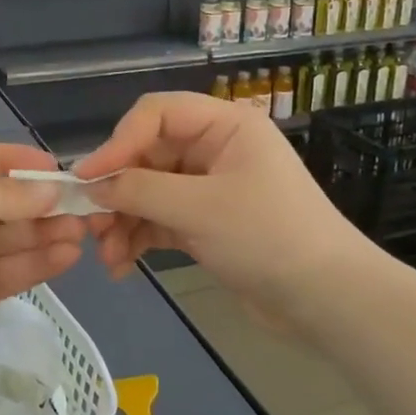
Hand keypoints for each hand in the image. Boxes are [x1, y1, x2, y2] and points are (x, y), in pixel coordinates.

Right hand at [77, 92, 377, 332]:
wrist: (327, 300)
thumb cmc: (268, 237)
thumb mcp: (200, 209)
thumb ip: (140, 191)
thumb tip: (91, 187)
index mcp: (224, 125)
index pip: (156, 114)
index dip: (118, 142)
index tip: (88, 179)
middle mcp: (214, 148)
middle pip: (147, 155)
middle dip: (117, 191)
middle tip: (90, 225)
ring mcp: (209, 186)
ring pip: (149, 191)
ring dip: (123, 221)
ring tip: (106, 256)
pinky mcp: (206, 222)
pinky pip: (160, 219)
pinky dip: (139, 238)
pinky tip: (121, 266)